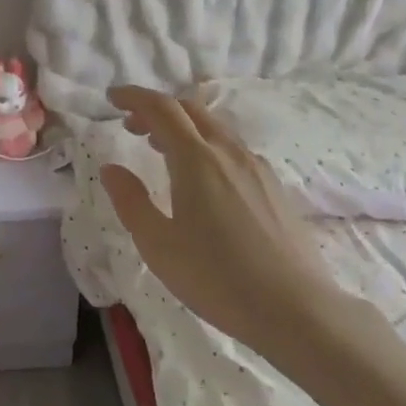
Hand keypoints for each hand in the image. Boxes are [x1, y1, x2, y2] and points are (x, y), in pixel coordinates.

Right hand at [100, 85, 344, 354]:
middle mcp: (228, 152)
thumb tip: (111, 168)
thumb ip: (130, 201)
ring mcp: (257, 168)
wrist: (294, 308)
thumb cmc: (216, 277)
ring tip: (162, 149)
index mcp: (196, 160)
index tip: (112, 97)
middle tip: (132, 125)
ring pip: (215, 129)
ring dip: (184, 128)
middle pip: (191, 110)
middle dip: (158, 109)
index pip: (162, 109)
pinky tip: (203, 179)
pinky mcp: (274, 187)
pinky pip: (233, 150)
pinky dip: (207, 146)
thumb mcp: (158, 245)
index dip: (134, 97)